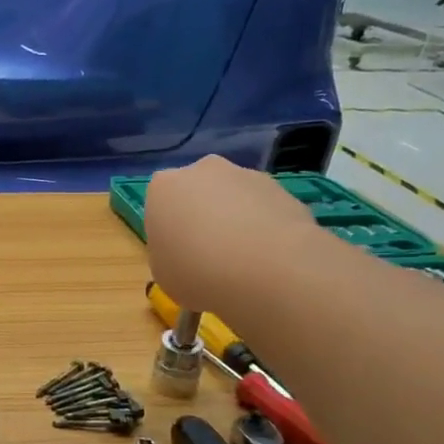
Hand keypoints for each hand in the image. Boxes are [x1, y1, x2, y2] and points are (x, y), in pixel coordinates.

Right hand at [145, 156, 316, 315]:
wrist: (268, 271)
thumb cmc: (197, 272)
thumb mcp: (162, 272)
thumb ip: (168, 252)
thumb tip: (184, 253)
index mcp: (164, 187)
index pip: (160, 203)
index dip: (168, 229)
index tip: (177, 253)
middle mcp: (203, 170)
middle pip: (198, 192)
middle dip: (202, 216)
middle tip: (208, 254)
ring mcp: (246, 176)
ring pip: (233, 198)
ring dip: (235, 220)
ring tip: (244, 260)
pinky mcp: (283, 189)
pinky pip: (264, 209)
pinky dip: (264, 228)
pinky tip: (268, 258)